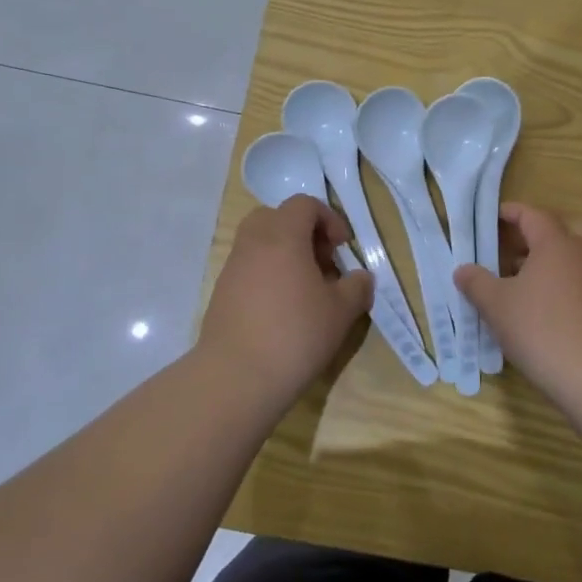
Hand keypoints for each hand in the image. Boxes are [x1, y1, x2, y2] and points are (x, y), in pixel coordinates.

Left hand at [199, 195, 373, 402]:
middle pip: (276, 217)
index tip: (342, 248)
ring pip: (260, 244)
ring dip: (285, 256)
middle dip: (303, 233)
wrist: (236, 377)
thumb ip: (357, 287)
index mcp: (282, 236)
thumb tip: (360, 277)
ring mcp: (232, 268)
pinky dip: (268, 276)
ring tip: (306, 291)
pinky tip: (283, 310)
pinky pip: (248, 269)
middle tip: (322, 263)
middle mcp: (253, 243)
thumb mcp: (341, 311)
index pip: (304, 204)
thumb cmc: (296, 334)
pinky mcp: (221, 294)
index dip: (329, 219)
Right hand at [454, 203, 581, 397]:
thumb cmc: (540, 328)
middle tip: (513, 247)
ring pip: (576, 255)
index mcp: (556, 242)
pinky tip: (542, 306)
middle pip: (564, 227)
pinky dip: (563, 282)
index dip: (510, 213)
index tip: (491, 218)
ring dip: (551, 259)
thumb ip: (476, 282)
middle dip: (539, 232)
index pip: (532, 215)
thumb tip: (463, 270)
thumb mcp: (497, 305)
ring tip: (521, 280)